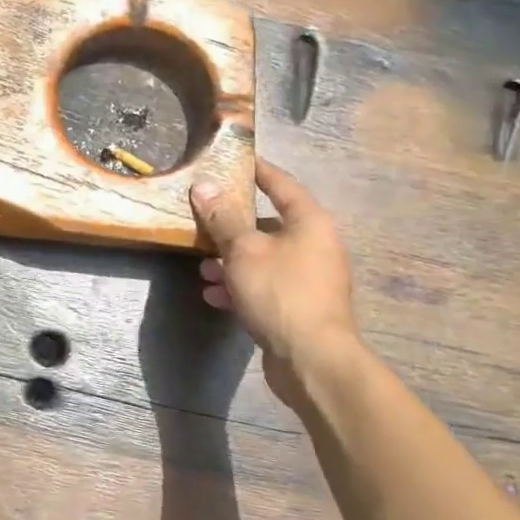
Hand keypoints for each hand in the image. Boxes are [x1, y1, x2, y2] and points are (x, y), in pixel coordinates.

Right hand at [191, 159, 358, 397]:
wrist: (313, 360)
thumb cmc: (280, 292)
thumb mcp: (243, 250)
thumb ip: (223, 218)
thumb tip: (204, 186)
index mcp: (310, 222)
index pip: (281, 184)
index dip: (258, 170)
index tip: (236, 160)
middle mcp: (316, 245)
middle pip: (269, 224)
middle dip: (233, 226)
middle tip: (204, 221)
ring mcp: (310, 279)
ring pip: (264, 259)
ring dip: (232, 261)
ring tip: (203, 268)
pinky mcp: (301, 308)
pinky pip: (266, 286)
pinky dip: (241, 287)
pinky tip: (215, 296)